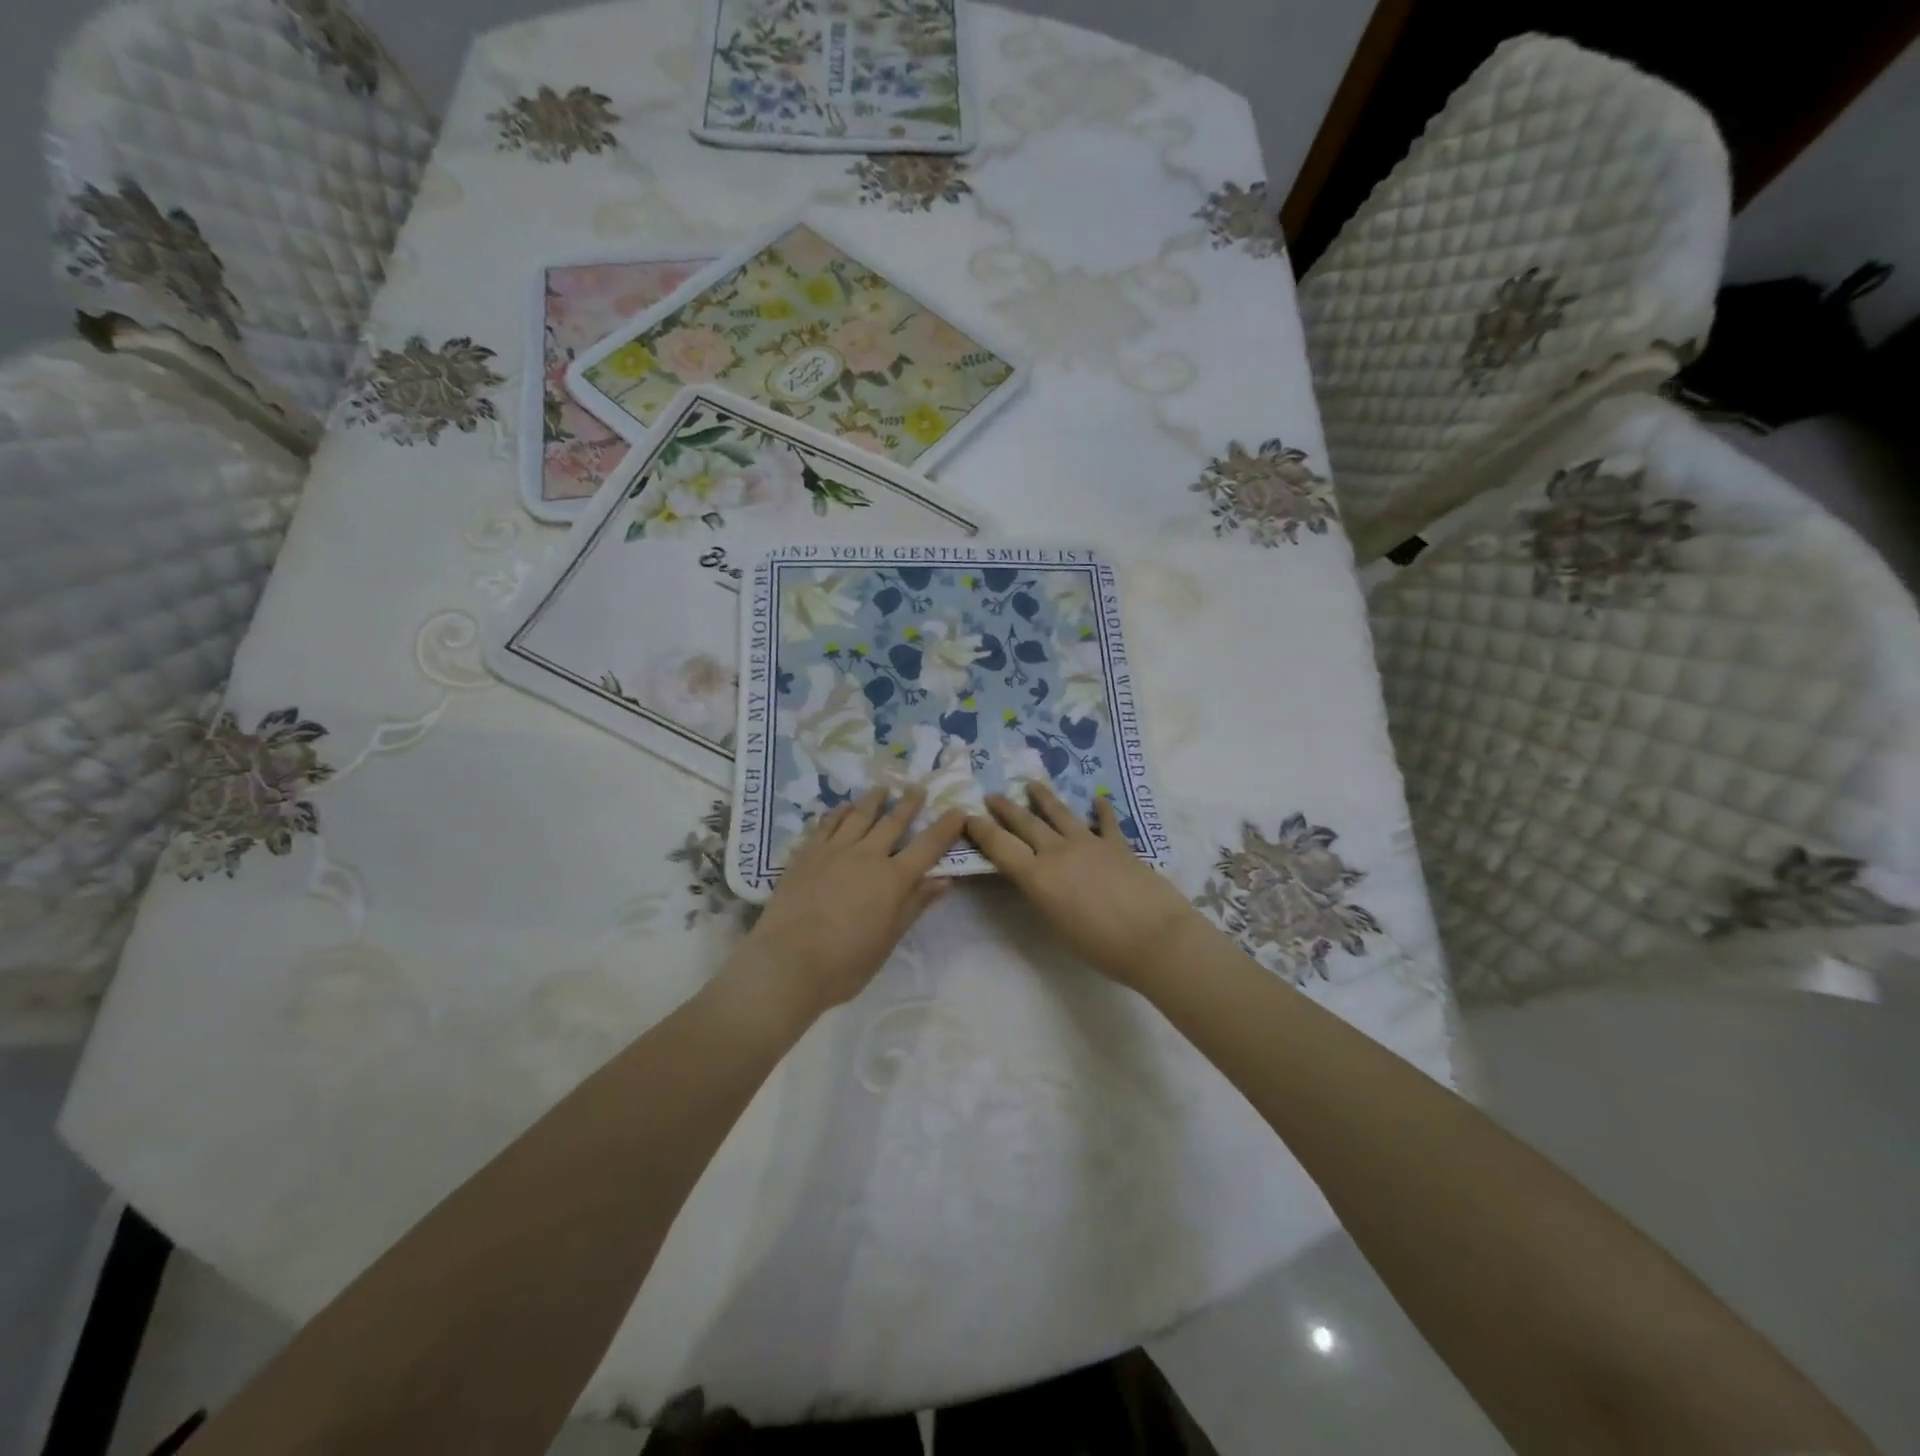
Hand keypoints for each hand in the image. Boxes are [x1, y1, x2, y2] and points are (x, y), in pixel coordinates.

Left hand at [738, 786, 965, 1014]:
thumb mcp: (889, 939)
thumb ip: (915, 904)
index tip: (958, 811)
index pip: (927, 846)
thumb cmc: (846, 962)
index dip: (945, 828)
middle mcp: (867, 856)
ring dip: (873, 800)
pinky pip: (827, 824)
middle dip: (908, 804)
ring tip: (882, 789)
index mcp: (893, 879)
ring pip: (859, 816)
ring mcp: (834, 851)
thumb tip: (944, 880)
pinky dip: (838, 813)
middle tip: (917, 788)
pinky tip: (842, 807)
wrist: (788, 962)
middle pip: (893, 822)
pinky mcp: (806, 854)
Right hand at [966, 784, 1203, 991]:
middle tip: (992, 795)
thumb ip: (1043, 896)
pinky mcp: (1118, 844)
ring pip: (1060, 813)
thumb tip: (1038, 880)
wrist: (1154, 937)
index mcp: (1038, 876)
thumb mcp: (1057, 925)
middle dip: (1006, 808)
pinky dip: (1100, 810)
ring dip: (1043, 797)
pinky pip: (1105, 822)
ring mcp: (1089, 843)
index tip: (968, 817)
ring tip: (1032, 784)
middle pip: (1026, 823)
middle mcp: (1058, 851)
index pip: (1000, 846)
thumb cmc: (1101, 945)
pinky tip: (1097, 799)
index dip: (981, 830)